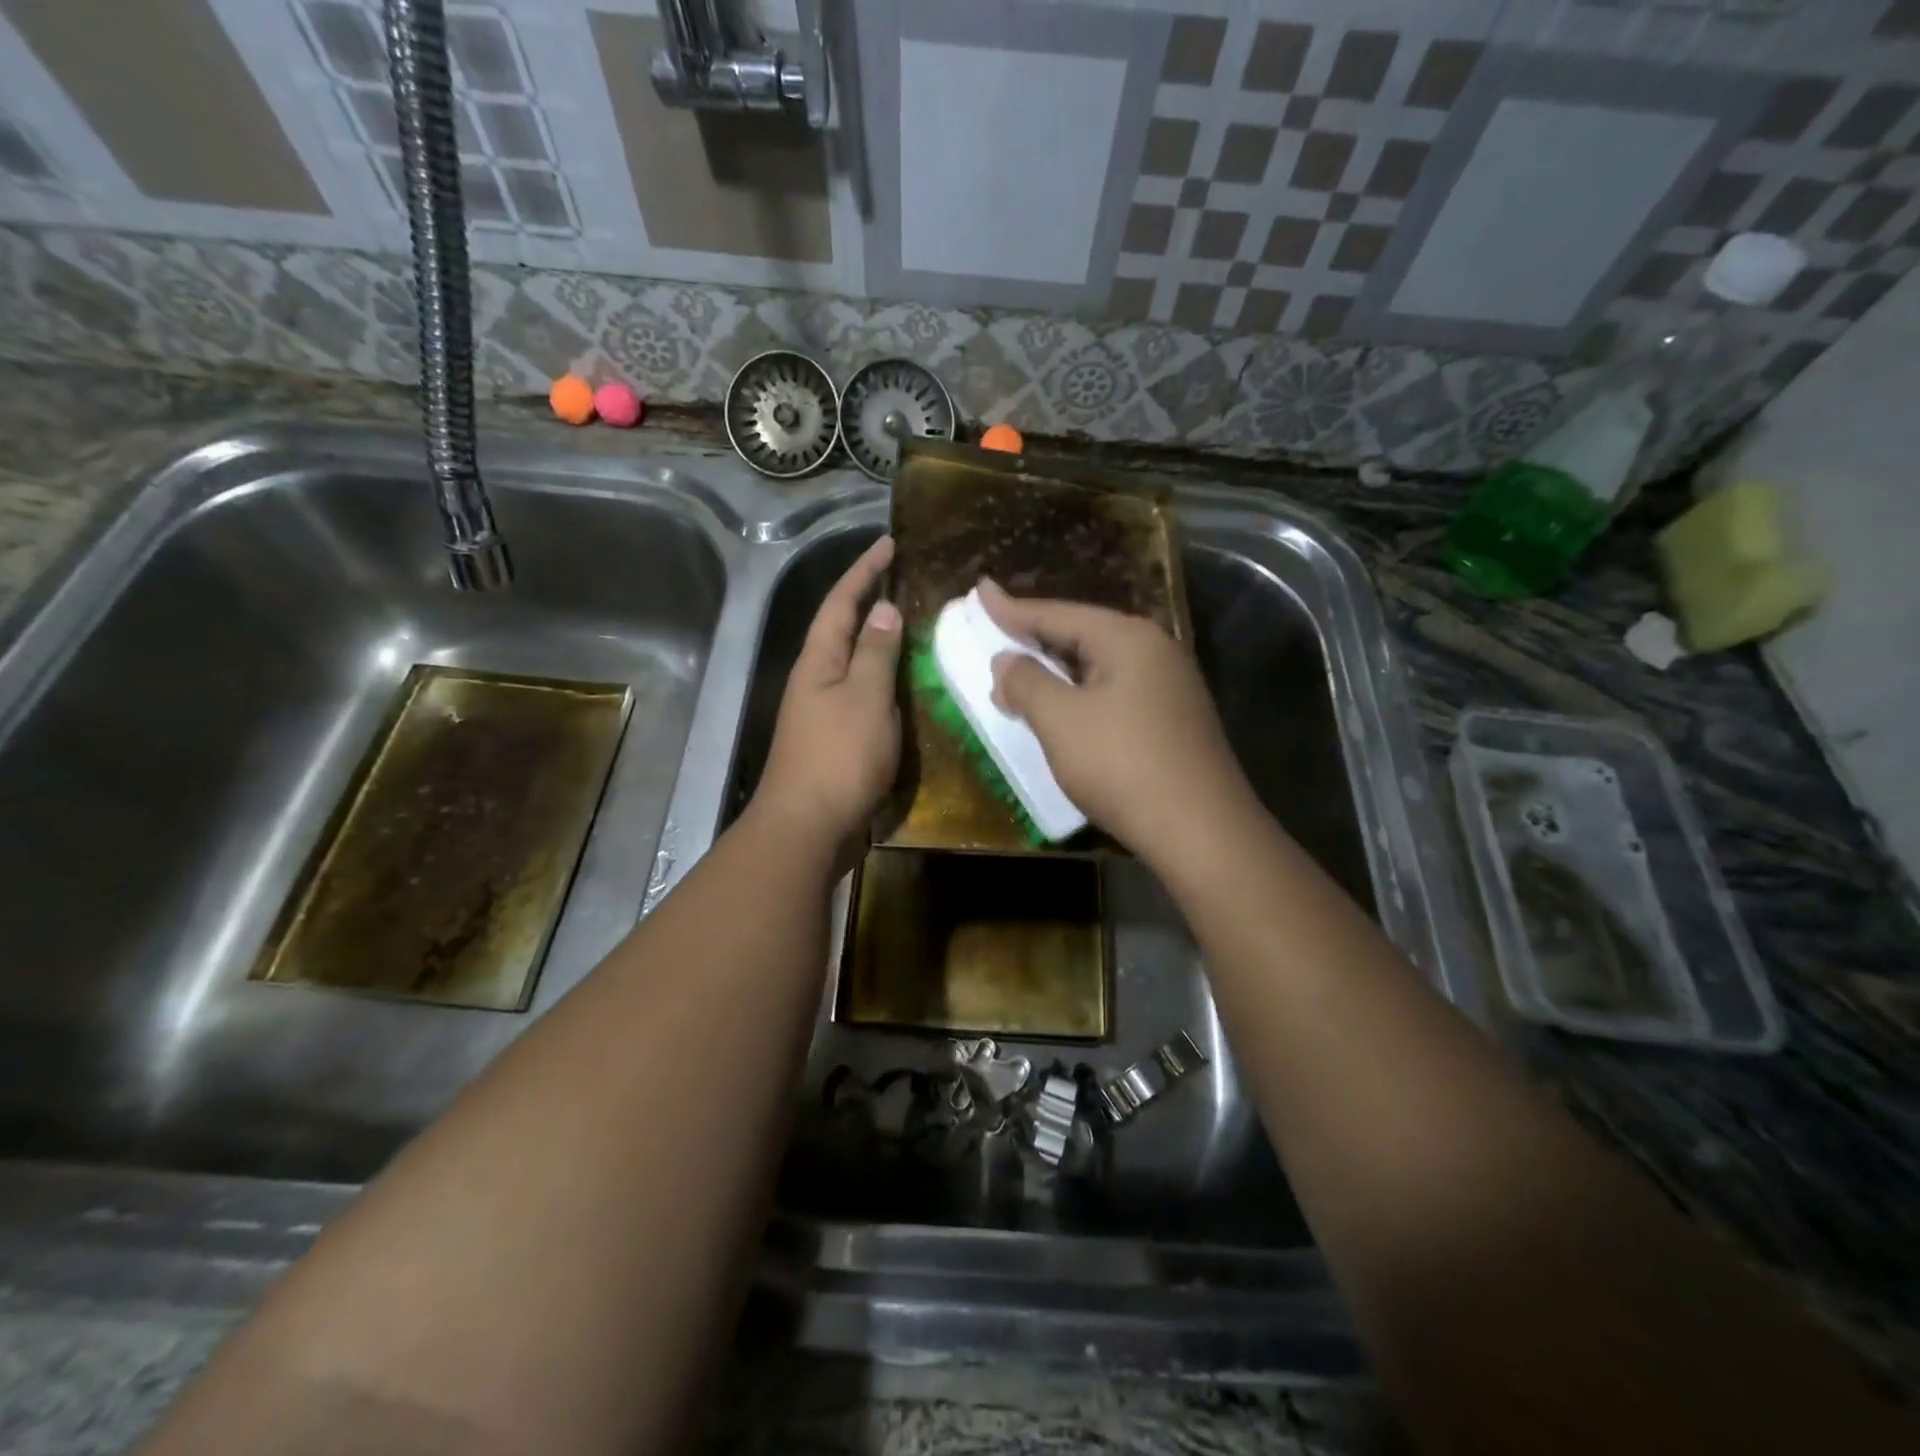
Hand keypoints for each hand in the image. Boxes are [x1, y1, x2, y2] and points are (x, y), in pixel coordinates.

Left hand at [753, 536, 901, 868]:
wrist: (809, 827)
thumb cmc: (838, 756)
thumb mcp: (864, 697)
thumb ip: (875, 652)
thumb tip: (884, 611)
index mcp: (818, 661)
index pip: (841, 602)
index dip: (864, 570)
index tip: (889, 543)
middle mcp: (816, 680)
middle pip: (844, 630)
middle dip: (871, 603)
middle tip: (908, 583)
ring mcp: (824, 712)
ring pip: (856, 665)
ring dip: (881, 644)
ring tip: (917, 628)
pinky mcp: (837, 740)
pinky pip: (865, 697)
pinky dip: (886, 684)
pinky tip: (909, 688)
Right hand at [979, 579, 1254, 864]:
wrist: (1201, 831)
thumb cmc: (1123, 765)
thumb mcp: (1061, 721)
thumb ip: (1027, 683)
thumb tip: (1006, 661)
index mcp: (1128, 638)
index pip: (1057, 614)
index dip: (1011, 608)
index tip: (979, 591)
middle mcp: (1154, 651)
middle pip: (1081, 635)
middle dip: (1034, 639)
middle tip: (994, 634)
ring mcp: (1169, 686)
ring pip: (1098, 667)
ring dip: (1055, 673)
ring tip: (1018, 675)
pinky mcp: (1173, 720)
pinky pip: (1114, 693)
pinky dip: (1079, 696)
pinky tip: (1062, 712)